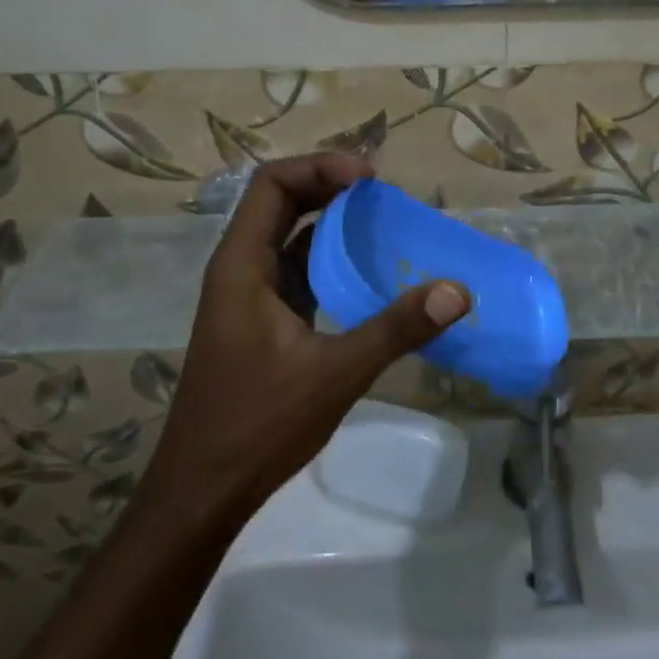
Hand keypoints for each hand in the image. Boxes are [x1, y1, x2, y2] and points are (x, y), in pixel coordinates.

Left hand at [142, 155, 469, 524]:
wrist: (201, 492)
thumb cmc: (257, 425)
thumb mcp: (335, 373)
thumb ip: (395, 328)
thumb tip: (457, 291)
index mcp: (241, 265)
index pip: (272, 184)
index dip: (320, 167)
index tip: (370, 180)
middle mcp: (240, 269)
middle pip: (281, 202)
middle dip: (330, 187)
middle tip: (384, 195)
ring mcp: (249, 296)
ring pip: (289, 237)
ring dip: (332, 223)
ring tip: (383, 224)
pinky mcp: (262, 321)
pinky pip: (297, 271)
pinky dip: (330, 260)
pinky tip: (367, 274)